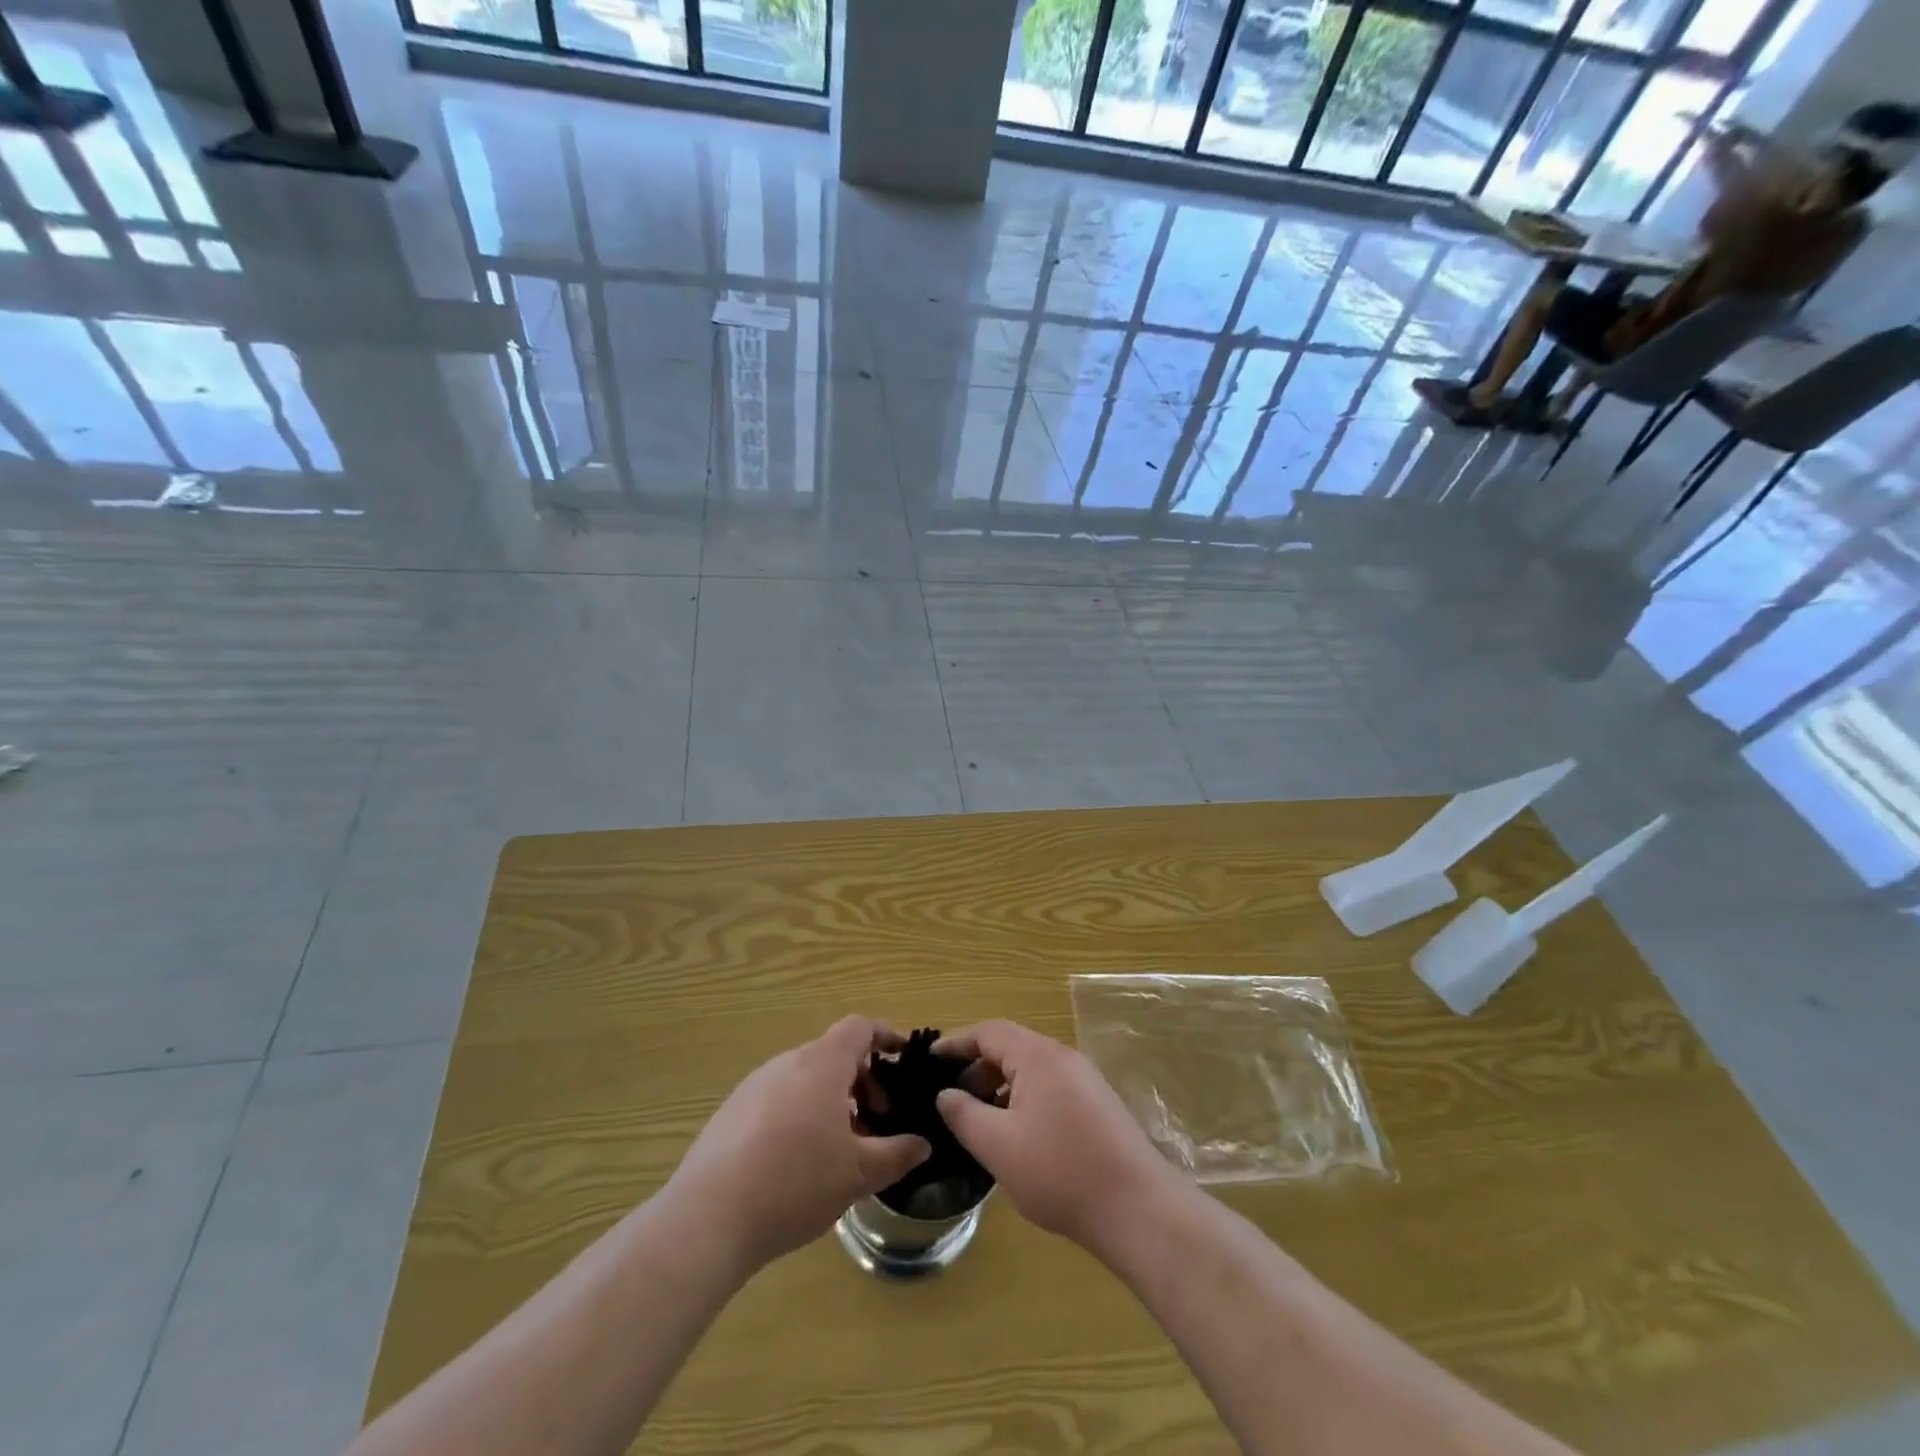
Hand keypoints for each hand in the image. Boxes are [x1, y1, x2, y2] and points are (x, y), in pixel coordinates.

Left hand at [666, 1017, 929, 1271]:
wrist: (708, 1218)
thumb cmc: (796, 1183)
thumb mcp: (858, 1174)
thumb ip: (896, 1154)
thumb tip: (922, 1144)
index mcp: (822, 1064)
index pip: (859, 1027)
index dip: (885, 1036)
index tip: (902, 1061)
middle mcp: (787, 1062)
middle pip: (832, 1054)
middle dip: (861, 1080)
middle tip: (875, 1120)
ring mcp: (754, 1085)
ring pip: (804, 1079)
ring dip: (829, 1101)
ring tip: (839, 1148)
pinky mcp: (730, 1112)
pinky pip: (777, 1099)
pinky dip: (798, 1115)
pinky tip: (796, 1163)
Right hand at [933, 1021, 1183, 1254]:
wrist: (1137, 1207)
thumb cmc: (1060, 1171)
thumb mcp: (998, 1146)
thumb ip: (964, 1115)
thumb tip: (946, 1094)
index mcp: (1037, 1055)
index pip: (988, 1031)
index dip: (956, 1043)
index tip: (929, 1061)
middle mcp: (1063, 1057)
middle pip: (1011, 1047)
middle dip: (977, 1068)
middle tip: (951, 1099)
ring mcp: (1085, 1080)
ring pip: (1031, 1070)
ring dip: (1001, 1087)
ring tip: (980, 1121)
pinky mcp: (1098, 1105)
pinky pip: (1051, 1088)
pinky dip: (1025, 1100)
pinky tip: (1018, 1136)